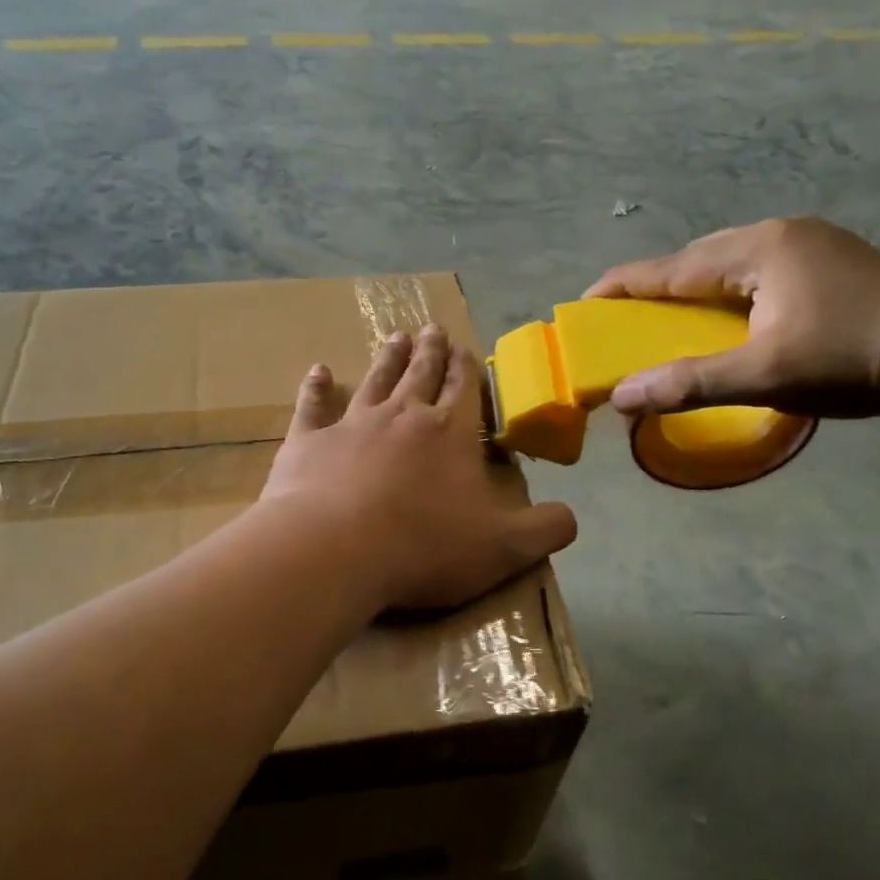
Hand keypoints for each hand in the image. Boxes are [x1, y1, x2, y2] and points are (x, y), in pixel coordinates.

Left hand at [260, 325, 578, 611]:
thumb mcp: (506, 548)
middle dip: (431, 352)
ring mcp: (352, 425)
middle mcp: (403, 416)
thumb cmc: (425, 547)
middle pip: (421, 374)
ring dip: (388, 358)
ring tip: (397, 337)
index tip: (465, 348)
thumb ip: (546, 530)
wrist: (334, 550)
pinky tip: (317, 370)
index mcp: (450, 433)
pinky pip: (313, 406)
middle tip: (433, 329)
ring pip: (375, 380)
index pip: (464, 389)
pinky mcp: (308, 443)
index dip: (468, 369)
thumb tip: (571, 517)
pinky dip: (316, 387)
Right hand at [585, 216, 879, 421]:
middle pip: (700, 257)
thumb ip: (689, 384)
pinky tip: (728, 314)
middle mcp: (782, 234)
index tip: (585, 301)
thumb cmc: (850, 360)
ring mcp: (812, 245)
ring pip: (731, 262)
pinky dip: (727, 291)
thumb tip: (621, 396)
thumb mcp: (762, 375)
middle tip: (626, 315)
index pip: (674, 266)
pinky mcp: (832, 264)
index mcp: (760, 249)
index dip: (626, 285)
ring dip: (695, 287)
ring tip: (671, 316)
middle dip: (658, 284)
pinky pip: (757, 271)